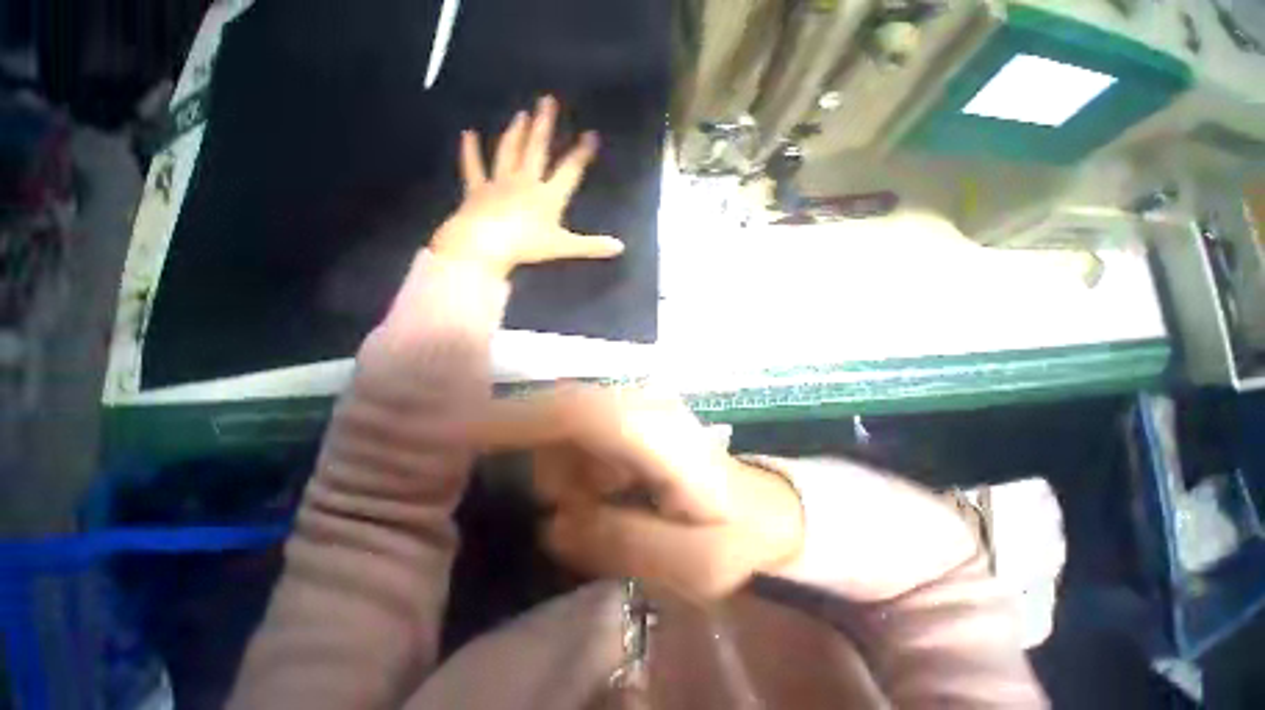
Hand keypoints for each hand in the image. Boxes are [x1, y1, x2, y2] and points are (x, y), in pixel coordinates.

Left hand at [432, 96, 624, 278]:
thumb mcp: (564, 247)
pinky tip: (468, 134)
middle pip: (537, 149)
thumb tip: (620, 247)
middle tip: (547, 100)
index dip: (582, 153)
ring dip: (516, 132)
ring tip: (521, 114)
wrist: (485, 245)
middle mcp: (525, 181)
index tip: (591, 135)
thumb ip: (592, 246)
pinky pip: (473, 166)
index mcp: (548, 195)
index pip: (569, 170)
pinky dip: (470, 151)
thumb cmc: (527, 246)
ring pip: (509, 152)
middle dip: (544, 125)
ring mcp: (500, 182)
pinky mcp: (477, 189)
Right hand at [473, 385, 804, 601]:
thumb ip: (620, 542)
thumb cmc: (733, 536)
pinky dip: (581, 463)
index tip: (463, 435)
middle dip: (550, 462)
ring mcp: (641, 404)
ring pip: (571, 422)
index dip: (522, 419)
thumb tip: (555, 521)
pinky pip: (584, 429)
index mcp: (663, 437)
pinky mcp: (634, 413)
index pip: (582, 414)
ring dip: (568, 467)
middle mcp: (647, 405)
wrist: (759, 505)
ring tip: (602, 506)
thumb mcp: (691, 565)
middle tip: (573, 511)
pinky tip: (610, 489)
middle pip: (567, 412)